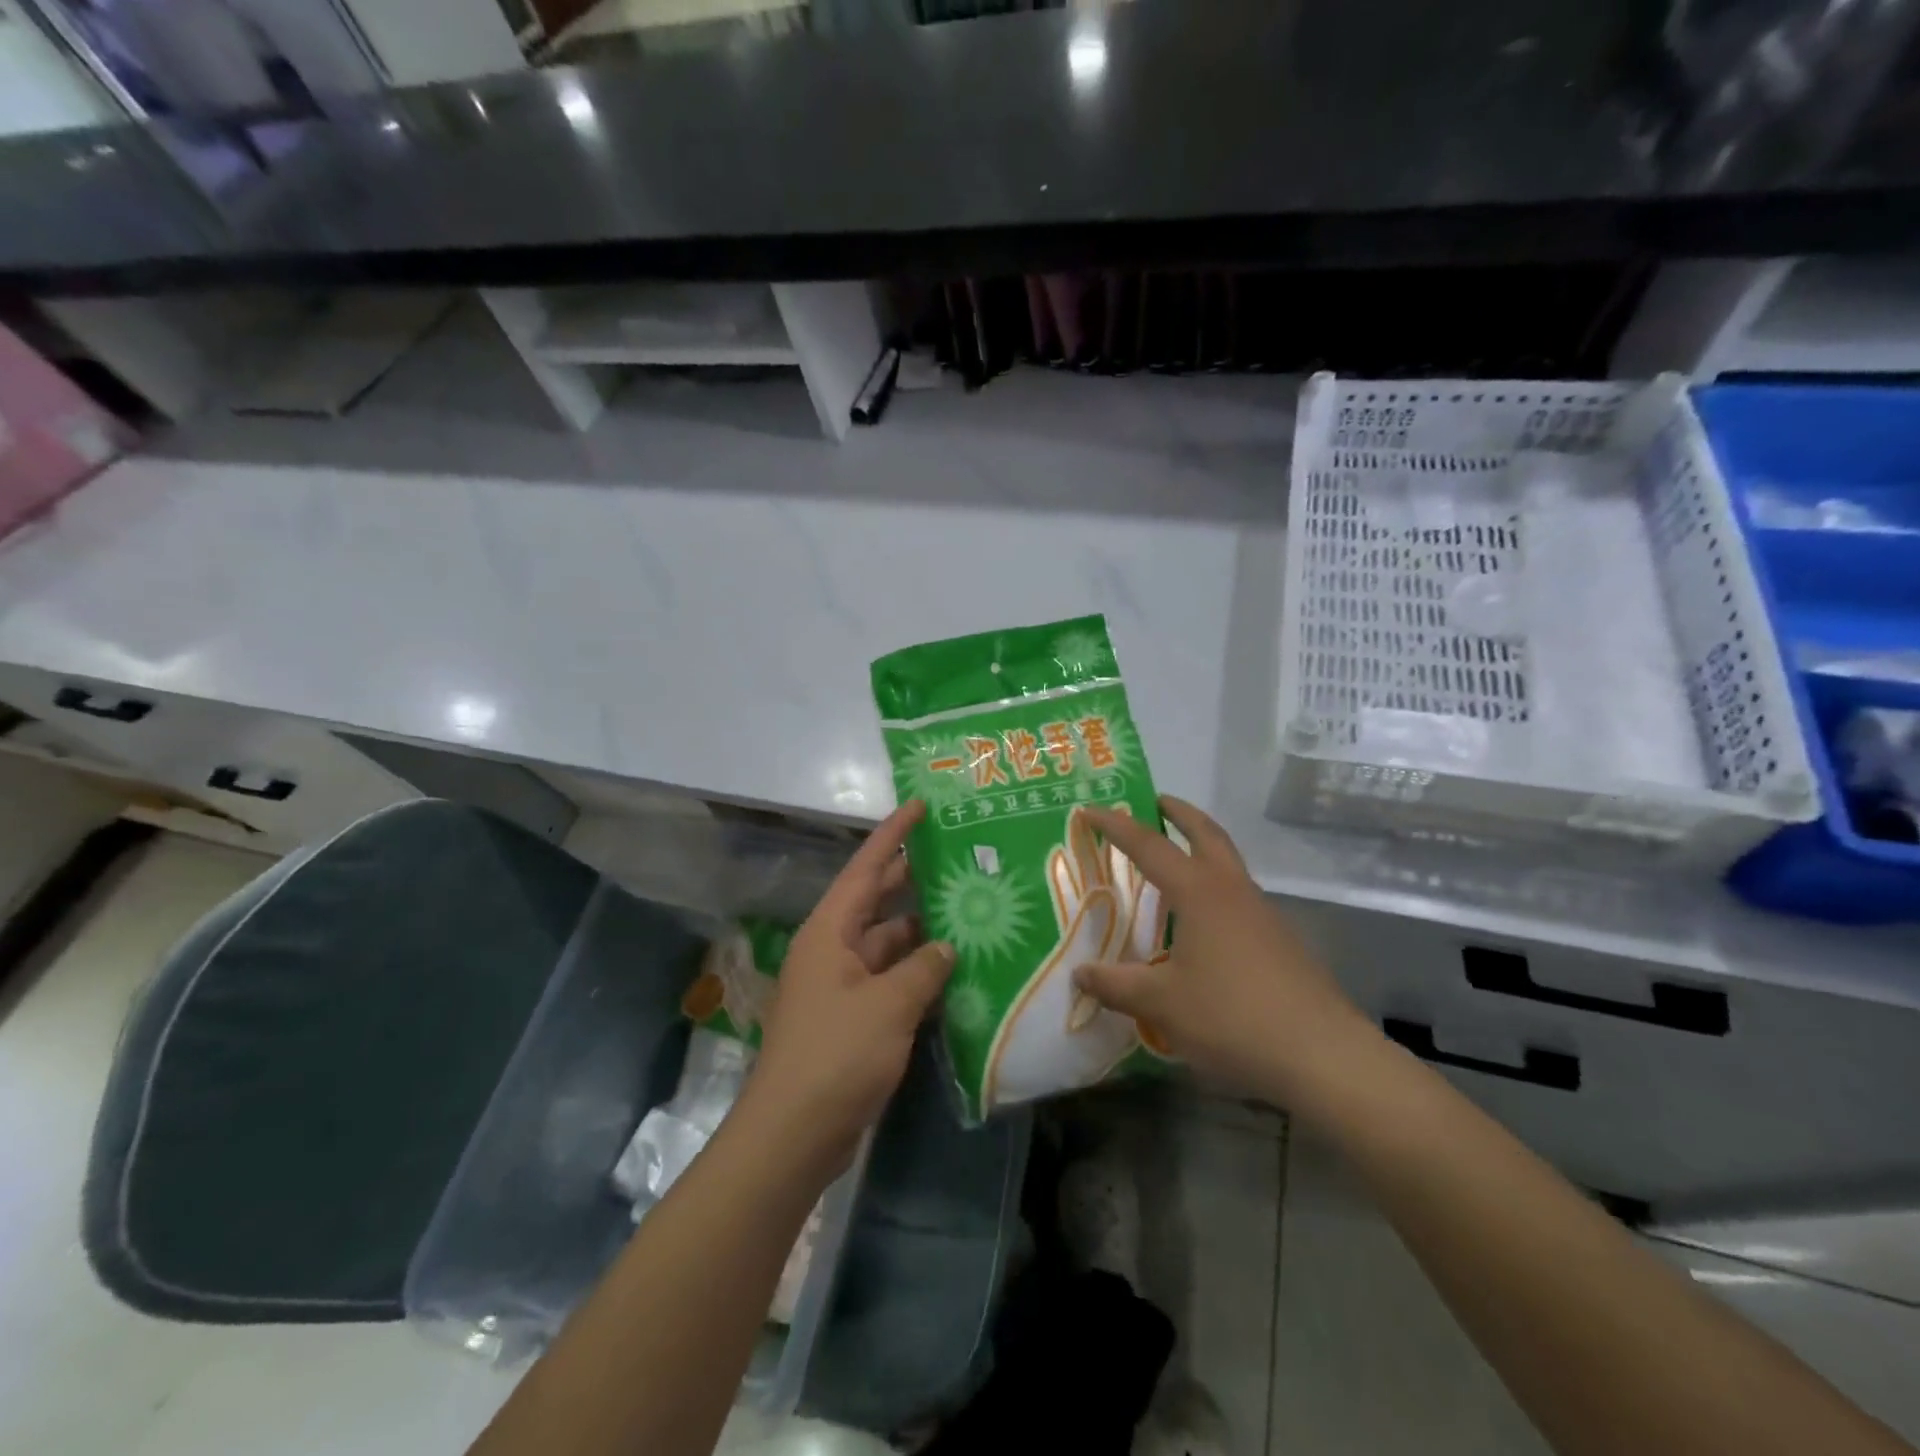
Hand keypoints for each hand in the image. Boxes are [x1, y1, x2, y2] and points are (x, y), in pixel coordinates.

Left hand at [743, 799, 952, 1175]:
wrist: (793, 1135)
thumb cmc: (836, 1055)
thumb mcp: (888, 1005)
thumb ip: (923, 968)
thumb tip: (945, 946)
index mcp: (831, 932)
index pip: (865, 868)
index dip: (892, 835)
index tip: (919, 806)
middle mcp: (834, 950)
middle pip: (878, 902)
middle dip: (913, 880)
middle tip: (958, 859)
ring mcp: (843, 987)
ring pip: (890, 945)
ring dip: (924, 934)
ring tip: (971, 914)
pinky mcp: (854, 1020)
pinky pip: (892, 982)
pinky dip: (920, 975)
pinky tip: (956, 972)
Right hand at [1072, 796, 1375, 1106]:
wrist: (1323, 1055)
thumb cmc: (1233, 1017)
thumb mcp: (1162, 1004)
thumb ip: (1117, 986)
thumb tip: (1079, 974)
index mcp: (1200, 893)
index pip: (1149, 846)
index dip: (1117, 826)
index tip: (1090, 810)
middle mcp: (1234, 891)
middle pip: (1207, 835)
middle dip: (1180, 814)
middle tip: (1156, 802)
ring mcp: (1264, 915)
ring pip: (1229, 865)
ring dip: (1202, 850)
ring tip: (1174, 866)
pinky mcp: (1282, 942)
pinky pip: (1240, 899)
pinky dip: (1216, 890)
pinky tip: (1204, 926)